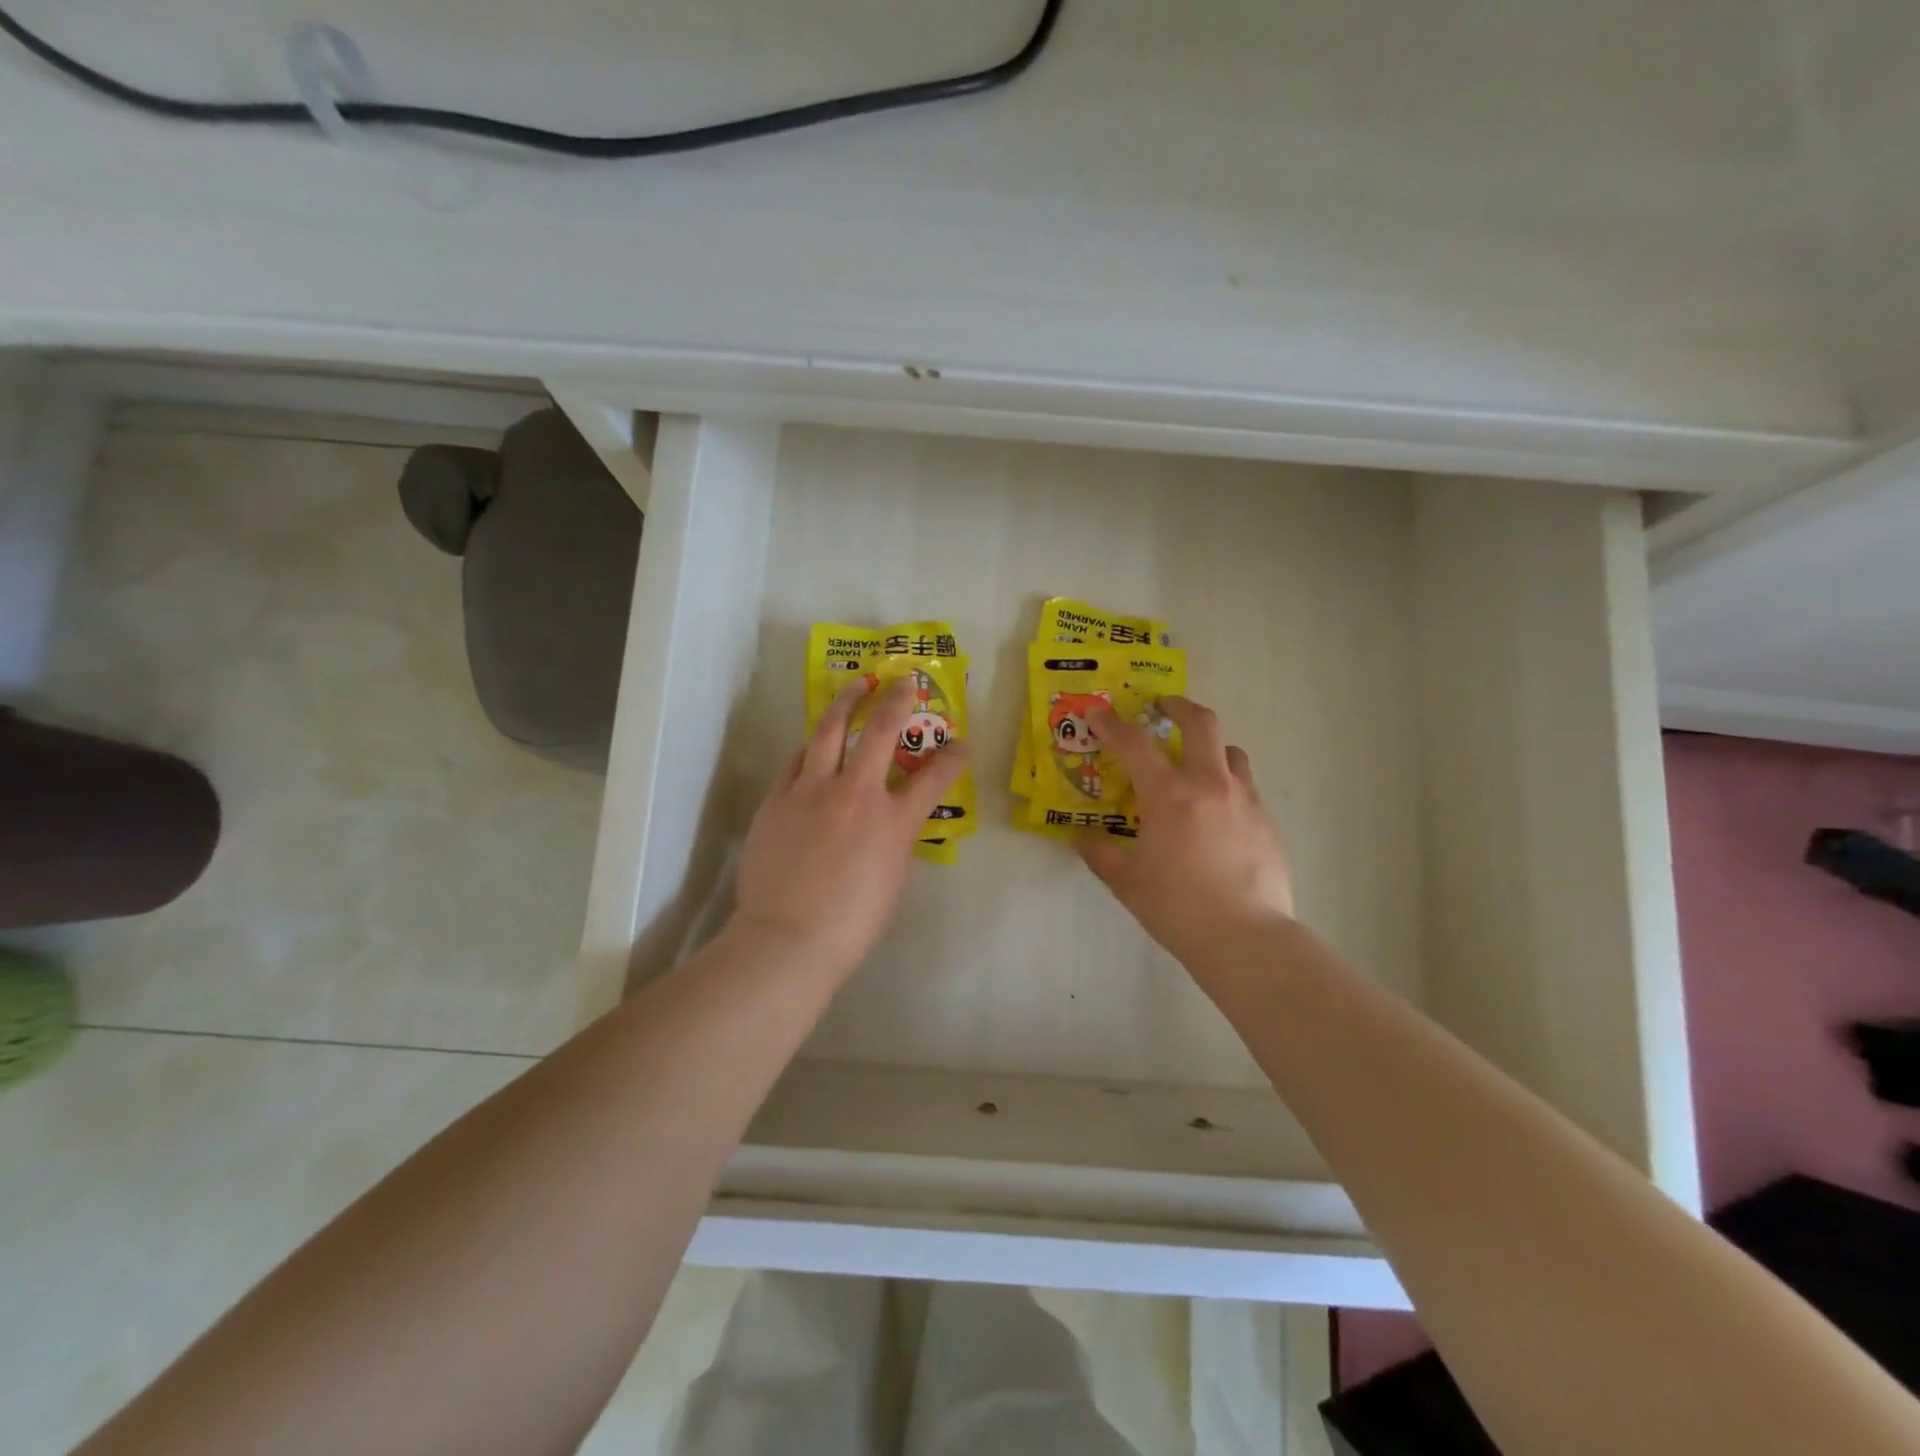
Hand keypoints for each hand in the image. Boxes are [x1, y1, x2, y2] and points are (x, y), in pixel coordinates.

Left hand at [732, 675, 968, 982]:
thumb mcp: (891, 879)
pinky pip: (797, 760)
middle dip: (897, 700)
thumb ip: (894, 838)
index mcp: (893, 822)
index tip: (961, 744)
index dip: (952, 758)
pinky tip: (815, 741)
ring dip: (847, 701)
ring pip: (831, 730)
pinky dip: (812, 747)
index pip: (934, 779)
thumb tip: (886, 819)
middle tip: (904, 681)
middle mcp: (856, 793)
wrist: (787, 939)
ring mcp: (812, 791)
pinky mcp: (778, 799)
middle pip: (881, 731)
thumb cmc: (850, 923)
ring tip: (856, 684)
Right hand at [1076, 696, 1293, 969]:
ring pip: (1232, 752)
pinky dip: (1227, 785)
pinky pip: (1246, 787)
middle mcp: (1210, 784)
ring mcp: (1245, 801)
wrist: (1246, 938)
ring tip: (1196, 764)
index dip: (1112, 724)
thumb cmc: (1177, 907)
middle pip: (1201, 723)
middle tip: (1163, 707)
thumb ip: (1100, 853)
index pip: (1135, 743)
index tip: (1098, 714)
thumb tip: (1080, 838)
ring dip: (1211, 747)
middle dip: (1179, 707)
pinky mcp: (1266, 822)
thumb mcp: (1126, 881)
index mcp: (1169, 794)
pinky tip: (1217, 815)